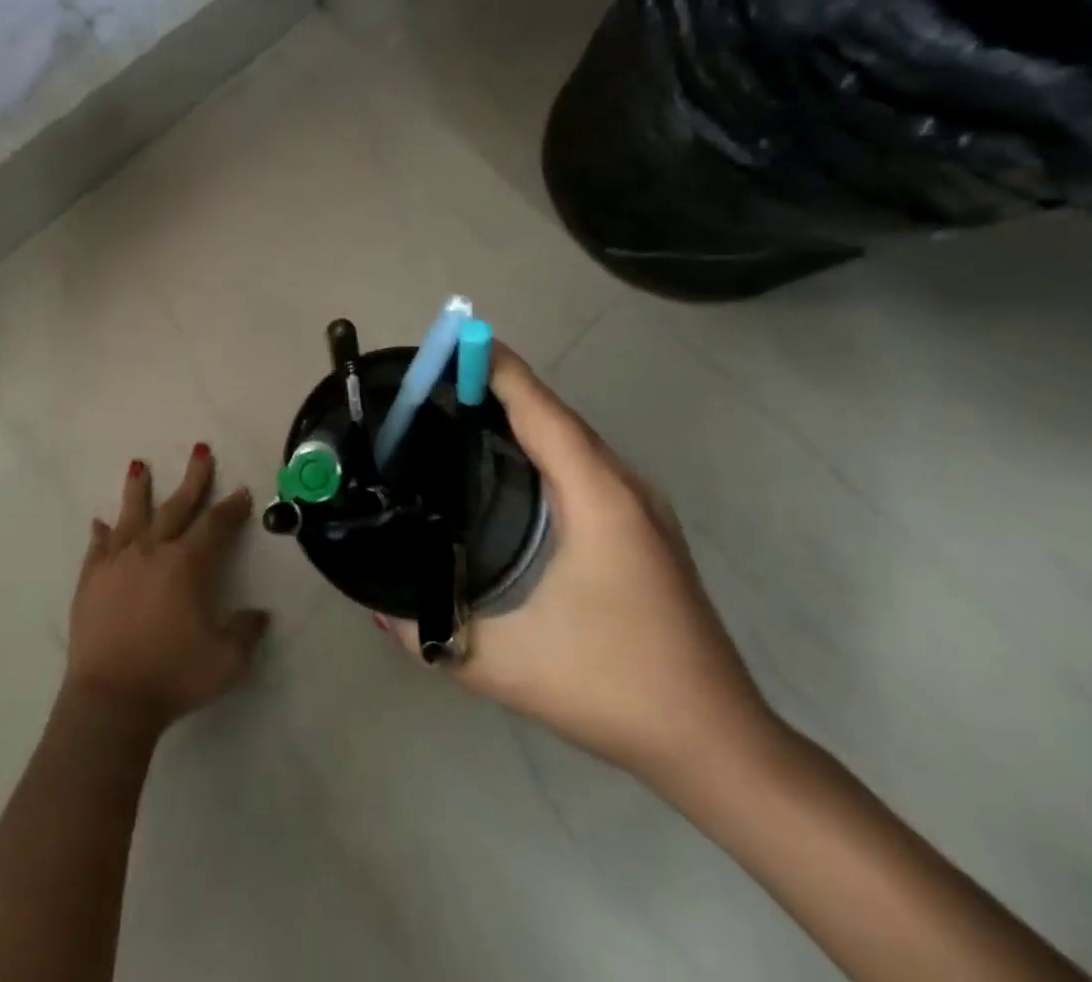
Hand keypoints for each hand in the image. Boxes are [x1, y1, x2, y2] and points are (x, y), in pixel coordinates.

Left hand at [65, 443, 270, 731]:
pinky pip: (98, 548)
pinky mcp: (91, 580)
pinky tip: (100, 522)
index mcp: (187, 564)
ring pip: (131, 516)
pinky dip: (101, 534)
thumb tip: (259, 614)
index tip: (241, 491)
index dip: (231, 507)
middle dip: (193, 478)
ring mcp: (118, 563)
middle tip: (201, 450)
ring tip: (138, 466)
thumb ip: (246, 632)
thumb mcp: (226, 660)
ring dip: (138, 490)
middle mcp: (152, 551)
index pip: (215, 525)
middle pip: (176, 506)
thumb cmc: (173, 676)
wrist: (111, 700)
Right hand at [381, 346, 777, 790]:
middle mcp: (623, 485)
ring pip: (569, 439)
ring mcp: (640, 505)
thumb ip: (428, 630)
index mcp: (597, 496)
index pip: (539, 408)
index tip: (441, 347)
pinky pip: (581, 465)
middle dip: (492, 390)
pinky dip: (540, 449)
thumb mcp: (503, 662)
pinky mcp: (643, 526)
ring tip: (454, 422)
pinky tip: (504, 475)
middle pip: (552, 414)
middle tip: (427, 391)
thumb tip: (374, 602)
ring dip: (517, 420)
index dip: (492, 367)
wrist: (717, 744)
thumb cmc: (612, 687)